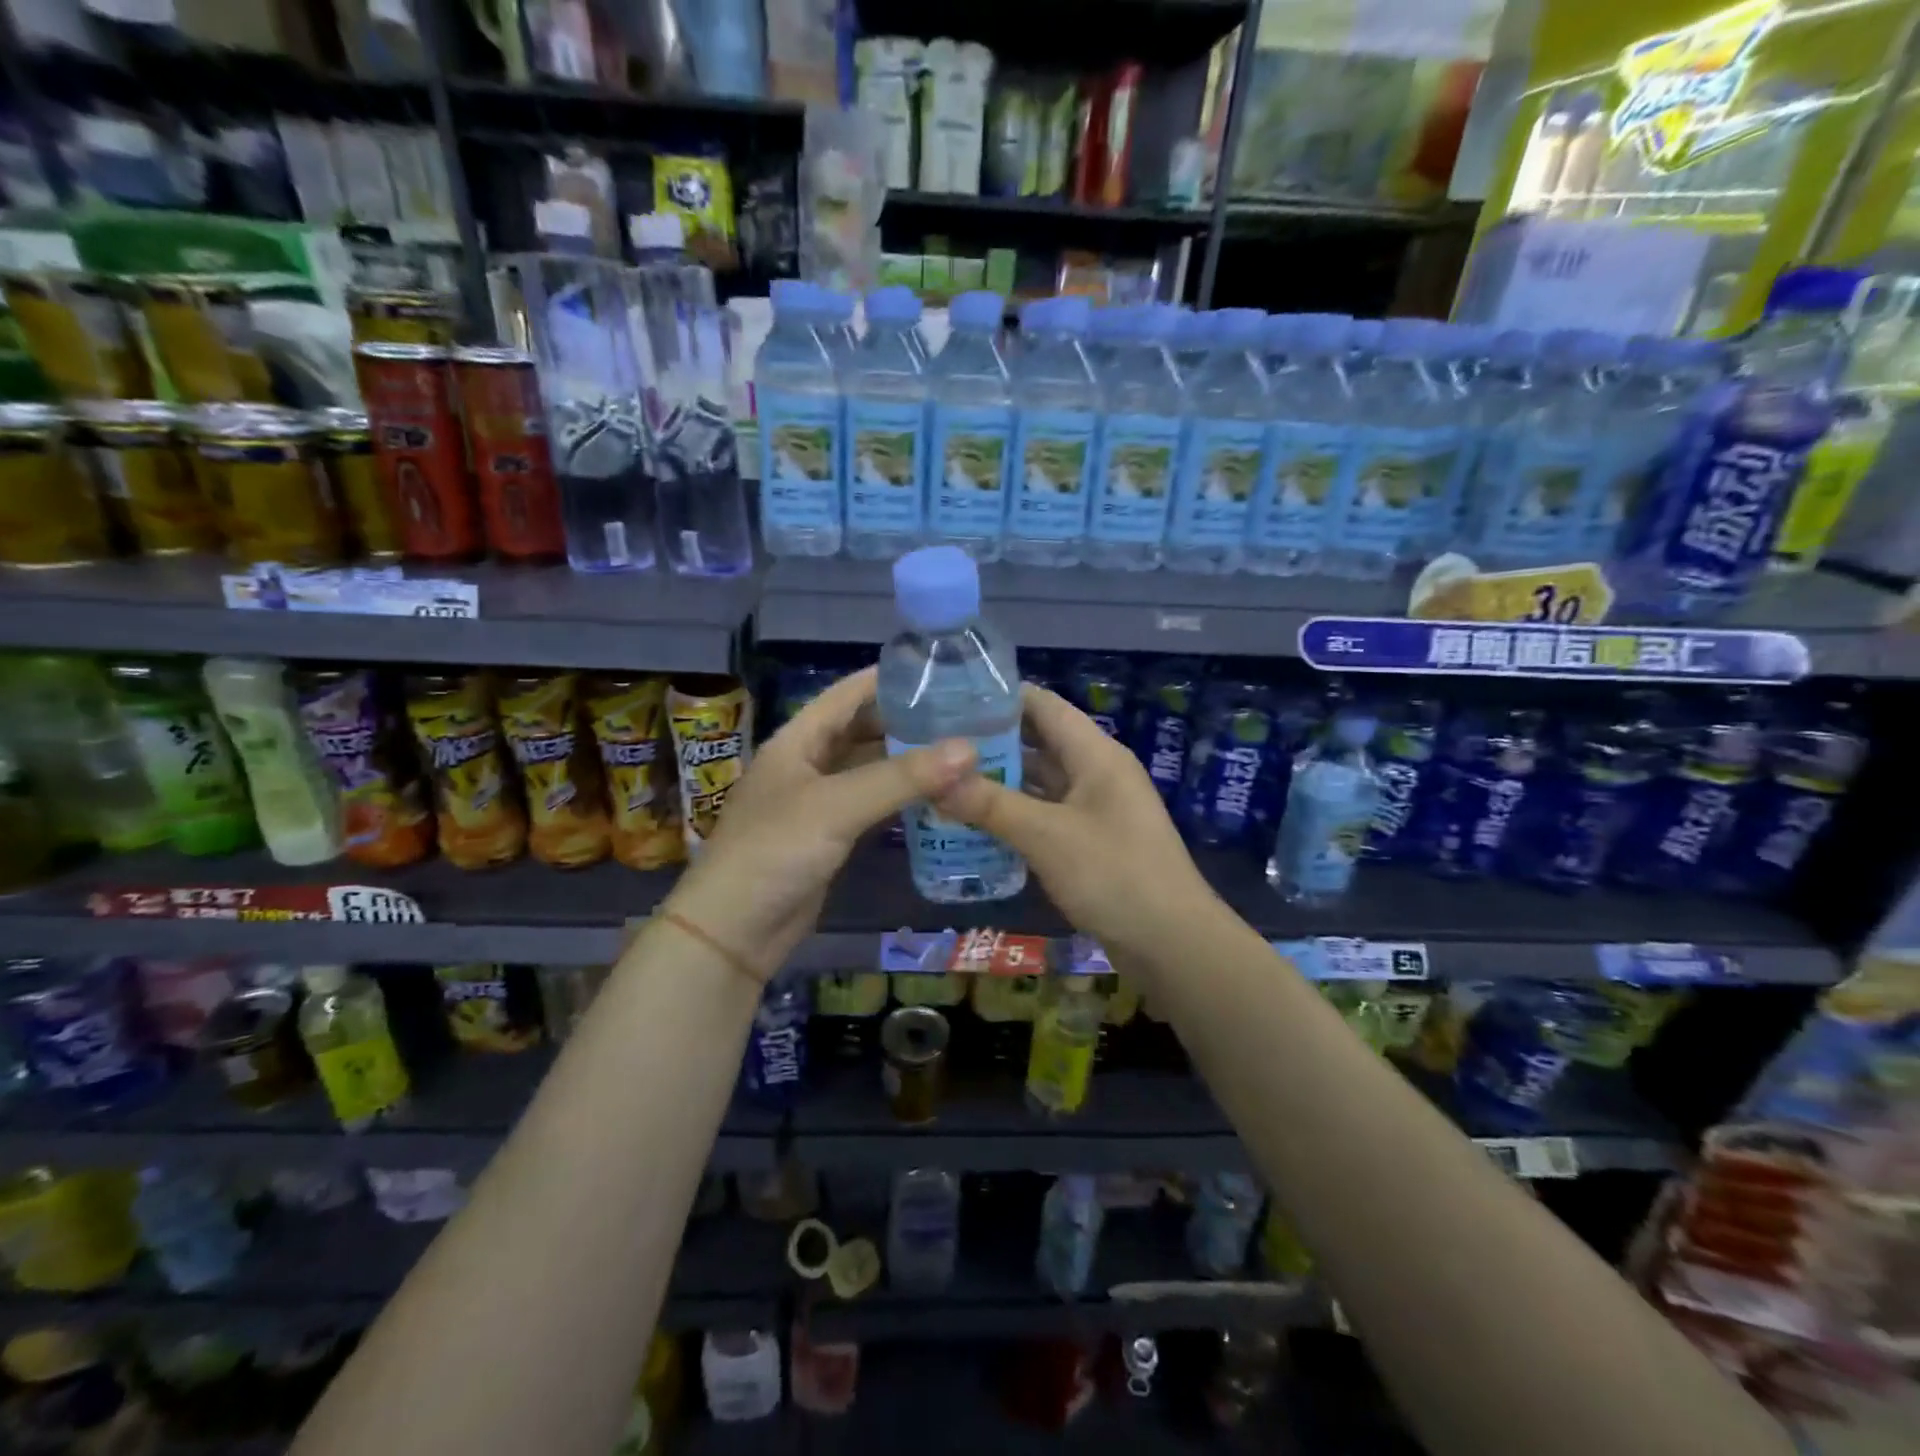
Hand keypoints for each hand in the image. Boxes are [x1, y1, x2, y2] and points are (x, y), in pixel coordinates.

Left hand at [662, 666, 975, 979]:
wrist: (734, 931)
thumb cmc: (774, 852)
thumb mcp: (837, 806)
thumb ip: (901, 777)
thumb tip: (969, 748)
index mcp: (797, 740)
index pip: (847, 694)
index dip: (888, 678)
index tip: (939, 670)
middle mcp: (807, 763)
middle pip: (861, 728)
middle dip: (906, 719)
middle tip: (962, 713)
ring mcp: (817, 801)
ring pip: (869, 767)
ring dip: (907, 759)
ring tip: (959, 748)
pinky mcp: (829, 835)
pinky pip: (871, 803)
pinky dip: (900, 796)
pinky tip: (935, 794)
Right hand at [933, 684, 1212, 964]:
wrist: (1172, 943)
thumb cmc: (1114, 875)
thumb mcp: (1046, 835)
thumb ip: (990, 804)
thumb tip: (933, 779)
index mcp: (1095, 753)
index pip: (1043, 705)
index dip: (998, 697)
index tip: (947, 700)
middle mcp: (1096, 772)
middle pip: (1038, 742)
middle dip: (990, 742)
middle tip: (934, 745)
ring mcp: (1095, 808)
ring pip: (1039, 782)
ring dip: (998, 781)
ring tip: (943, 781)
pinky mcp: (1090, 841)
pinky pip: (1045, 815)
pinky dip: (1014, 815)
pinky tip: (974, 824)